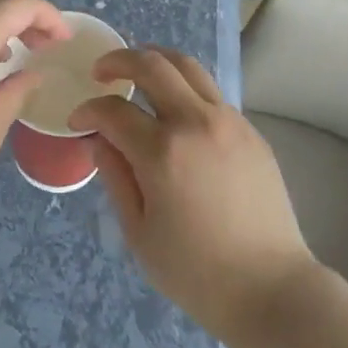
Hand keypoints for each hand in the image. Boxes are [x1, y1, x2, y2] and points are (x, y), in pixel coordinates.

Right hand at [70, 47, 317, 347]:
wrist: (270, 287)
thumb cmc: (196, 272)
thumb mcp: (139, 232)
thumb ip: (115, 176)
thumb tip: (99, 139)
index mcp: (163, 152)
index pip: (114, 110)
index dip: (88, 110)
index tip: (77, 120)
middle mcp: (196, 122)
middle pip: (152, 66)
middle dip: (119, 61)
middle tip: (101, 72)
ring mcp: (229, 121)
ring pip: (188, 67)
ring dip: (156, 60)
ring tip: (138, 70)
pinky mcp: (250, 130)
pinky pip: (211, 93)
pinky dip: (185, 87)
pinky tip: (175, 107)